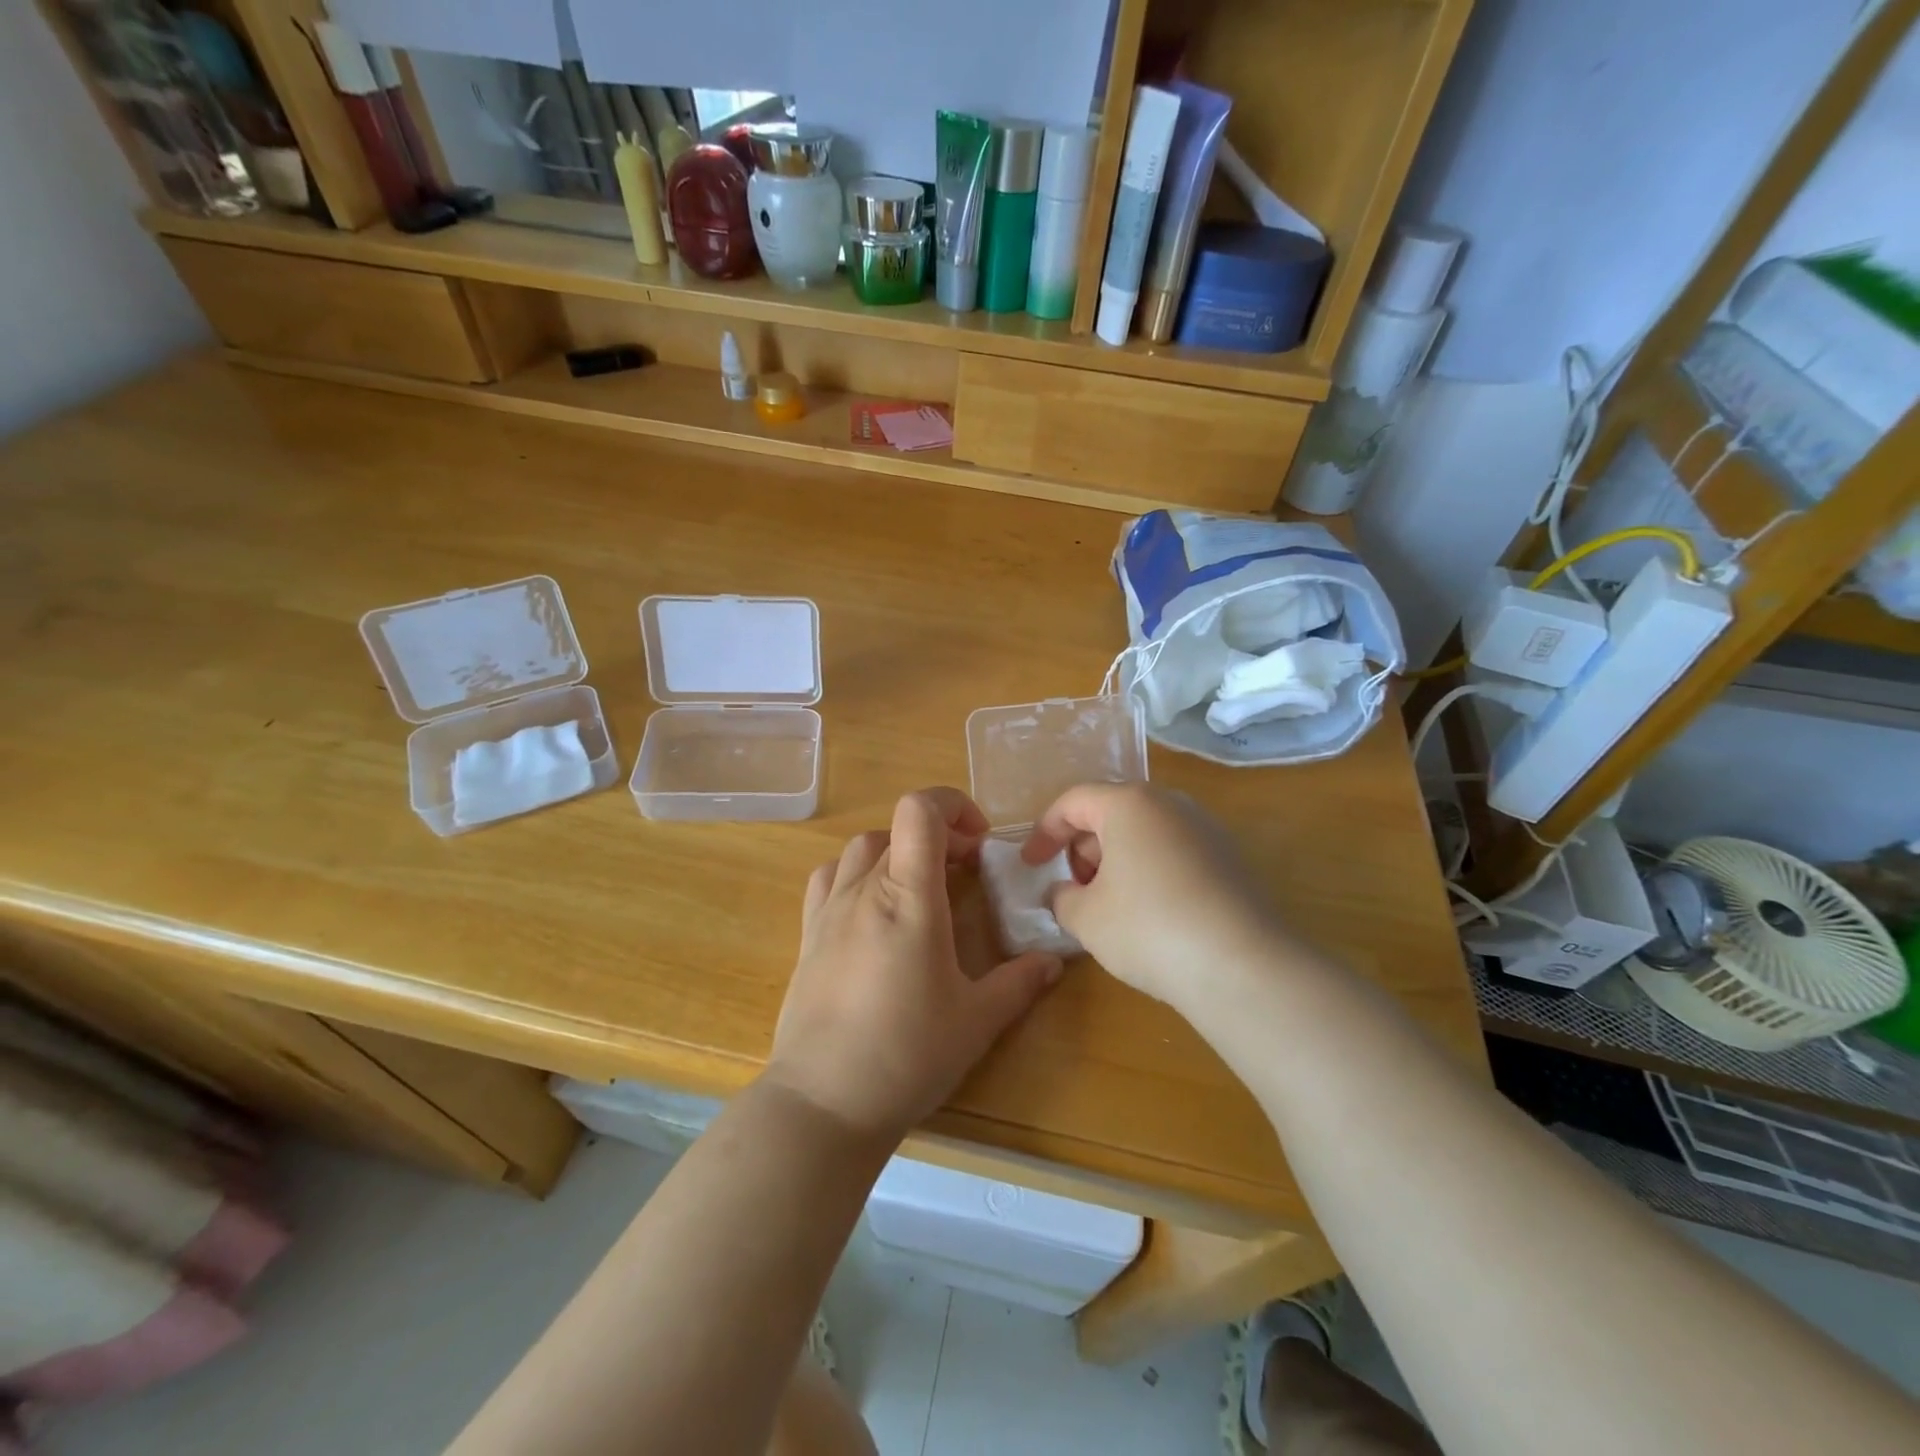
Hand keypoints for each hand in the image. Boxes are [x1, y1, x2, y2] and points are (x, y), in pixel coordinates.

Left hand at [765, 788, 1065, 1142]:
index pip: (919, 811)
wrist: (824, 1101)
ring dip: (897, 851)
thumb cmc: (906, 1055)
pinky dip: (857, 872)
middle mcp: (864, 890)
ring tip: (920, 885)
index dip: (952, 805)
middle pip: (898, 829)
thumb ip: (1018, 983)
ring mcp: (829, 910)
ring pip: (862, 847)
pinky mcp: (808, 934)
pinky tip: (873, 907)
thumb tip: (1053, 961)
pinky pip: (830, 878)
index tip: (979, 841)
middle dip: (939, 837)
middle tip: (966, 872)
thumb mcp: (976, 1021)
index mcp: (908, 897)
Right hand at [1021, 783, 1288, 1015]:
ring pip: (1145, 833)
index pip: (1073, 802)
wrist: (1243, 967)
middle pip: (1111, 813)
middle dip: (1083, 848)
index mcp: (1129, 804)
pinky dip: (1150, 871)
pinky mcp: (1230, 859)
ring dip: (1117, 861)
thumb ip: (1062, 897)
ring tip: (1111, 906)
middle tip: (1075, 890)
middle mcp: (1170, 804)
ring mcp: (1206, 829)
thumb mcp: (1086, 918)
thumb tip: (1065, 893)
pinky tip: (1151, 915)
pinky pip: (1174, 852)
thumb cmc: (1149, 929)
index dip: (1044, 832)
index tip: (1031, 865)